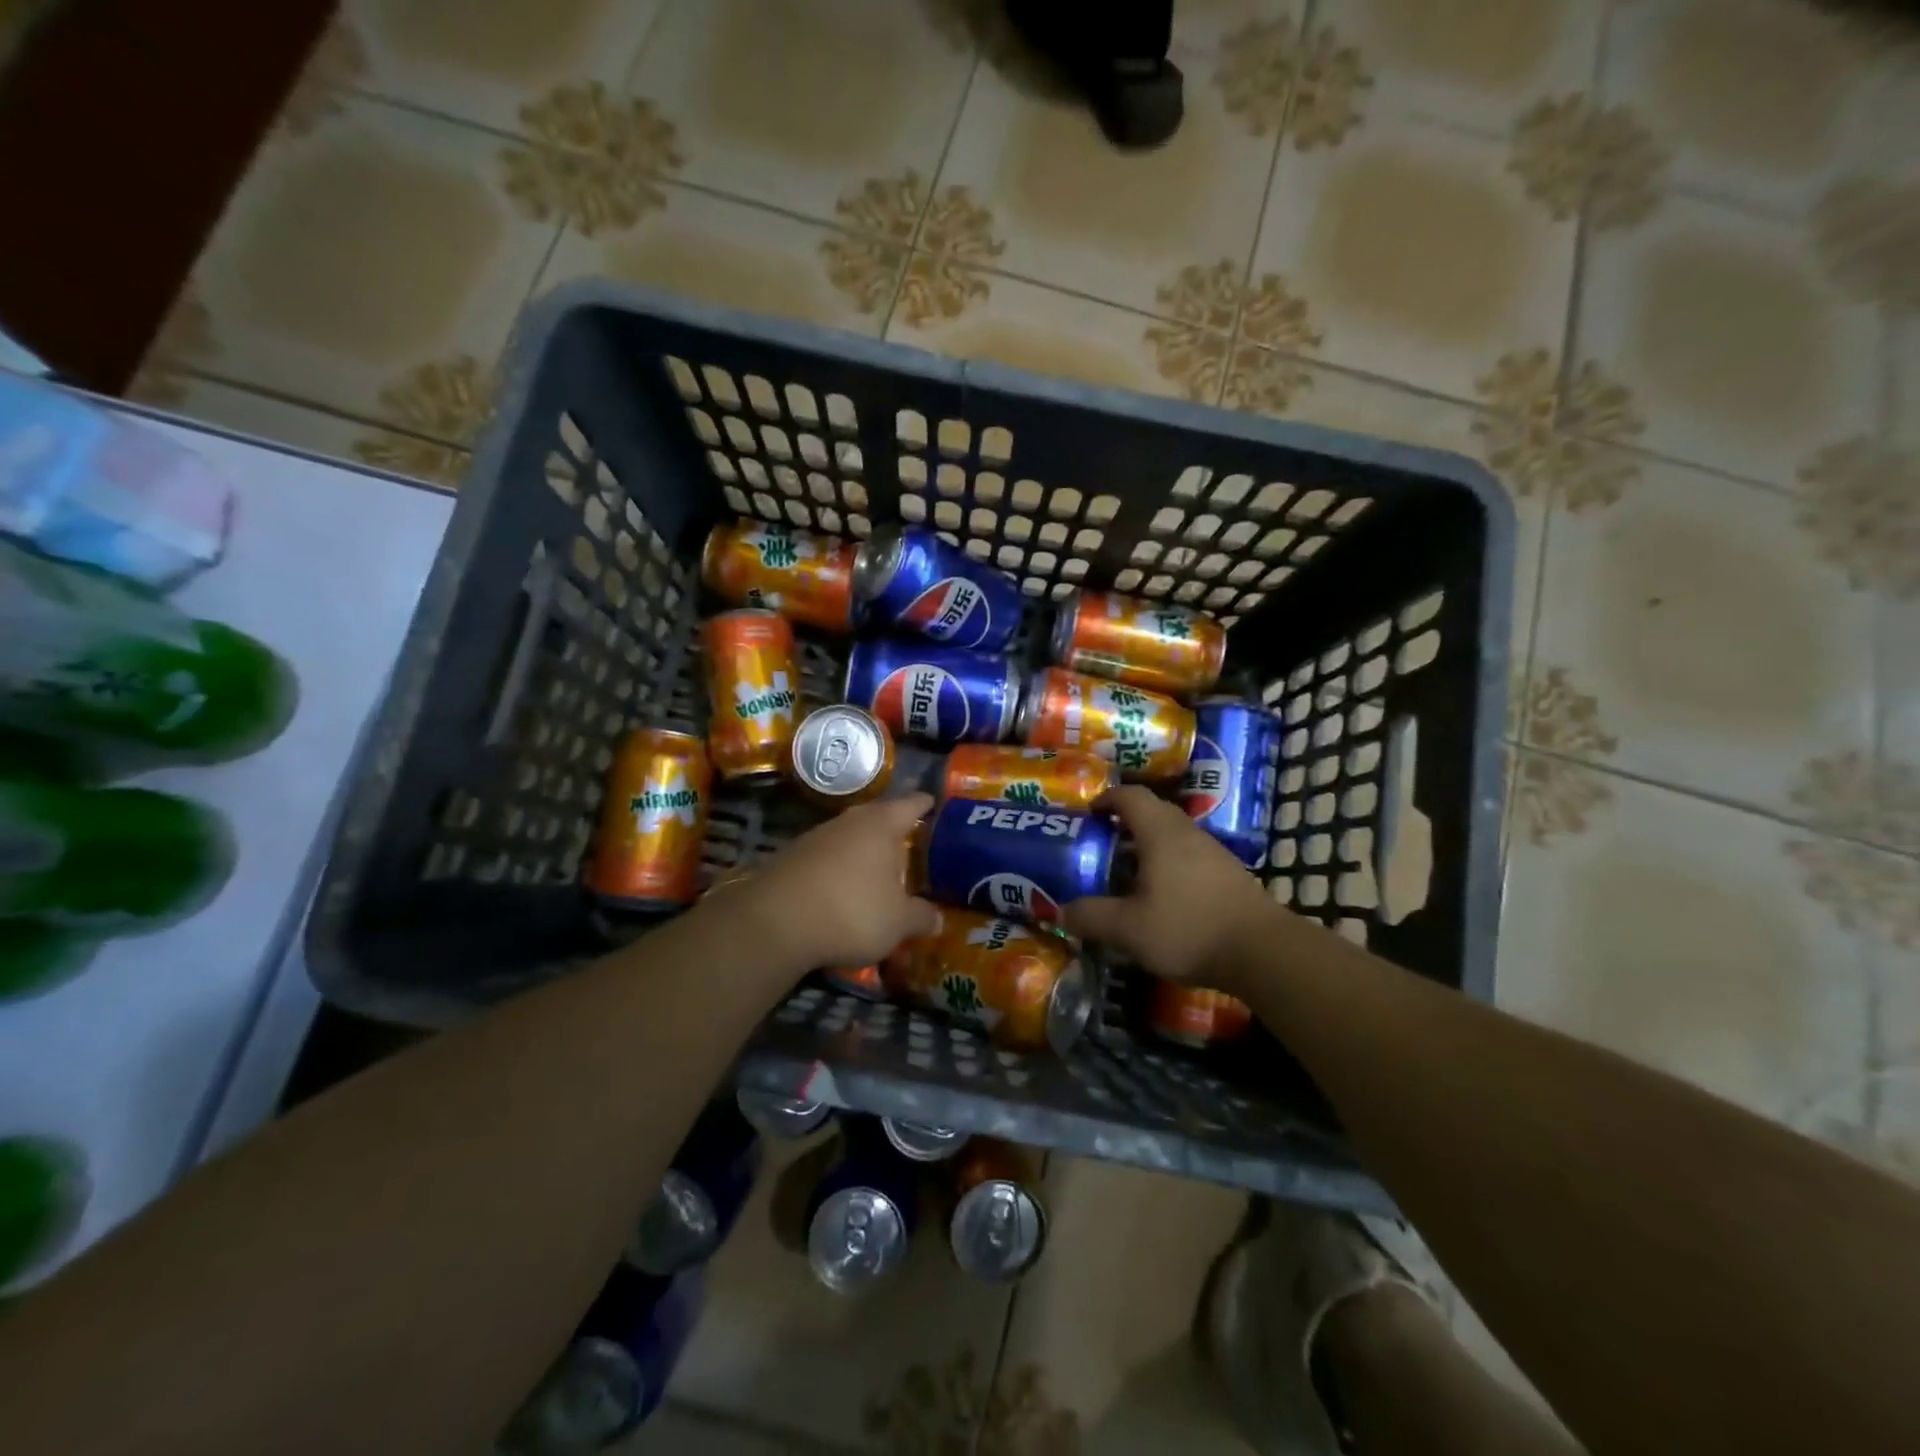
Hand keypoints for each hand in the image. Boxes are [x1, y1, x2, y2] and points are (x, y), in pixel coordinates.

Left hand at [724, 793, 938, 972]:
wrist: (775, 922)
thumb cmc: (852, 911)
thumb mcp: (897, 922)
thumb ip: (920, 917)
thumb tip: (937, 918)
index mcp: (881, 825)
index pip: (910, 804)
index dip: (925, 804)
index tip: (933, 802)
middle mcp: (848, 821)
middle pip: (877, 818)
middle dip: (892, 829)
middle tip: (910, 840)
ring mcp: (815, 837)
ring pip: (848, 837)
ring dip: (862, 851)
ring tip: (877, 869)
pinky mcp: (790, 858)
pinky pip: (826, 858)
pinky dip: (838, 869)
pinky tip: (841, 889)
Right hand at [1062, 785, 1277, 986]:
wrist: (1263, 952)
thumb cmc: (1188, 928)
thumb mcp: (1128, 928)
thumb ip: (1092, 917)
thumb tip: (1062, 911)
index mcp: (1160, 833)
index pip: (1130, 796)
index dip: (1106, 798)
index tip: (1088, 813)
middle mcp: (1188, 833)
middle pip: (1153, 811)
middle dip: (1125, 821)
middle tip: (1102, 843)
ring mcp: (1213, 852)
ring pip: (1173, 835)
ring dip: (1148, 845)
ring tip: (1126, 872)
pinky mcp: (1228, 874)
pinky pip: (1189, 855)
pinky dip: (1168, 863)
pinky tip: (1161, 895)